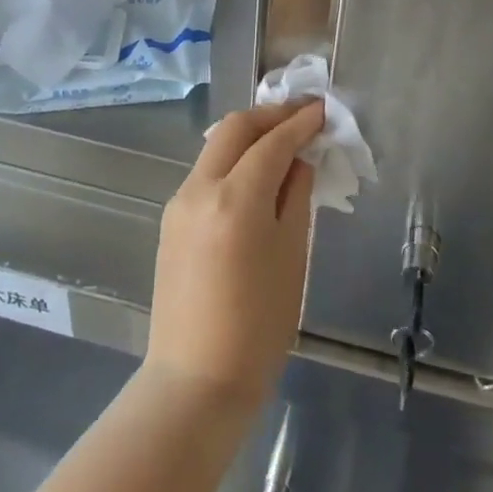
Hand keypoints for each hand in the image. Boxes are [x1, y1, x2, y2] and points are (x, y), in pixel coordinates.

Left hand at [144, 101, 322, 409]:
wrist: (196, 381)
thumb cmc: (258, 326)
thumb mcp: (292, 257)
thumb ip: (296, 197)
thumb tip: (299, 160)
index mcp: (235, 198)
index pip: (272, 142)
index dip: (299, 122)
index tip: (321, 110)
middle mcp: (200, 188)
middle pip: (234, 129)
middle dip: (270, 116)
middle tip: (301, 116)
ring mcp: (179, 202)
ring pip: (216, 147)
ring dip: (249, 136)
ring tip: (282, 141)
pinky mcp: (171, 220)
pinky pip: (206, 173)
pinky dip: (233, 161)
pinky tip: (255, 175)